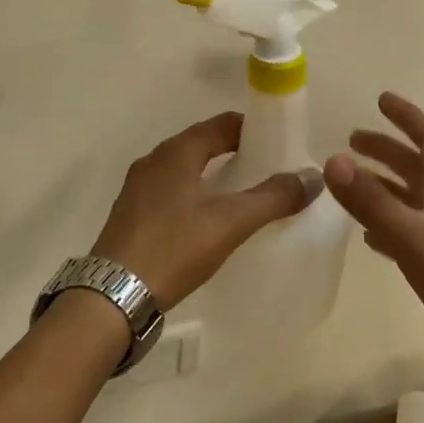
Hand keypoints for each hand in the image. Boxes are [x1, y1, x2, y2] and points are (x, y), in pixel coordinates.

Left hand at [91, 112, 320, 310]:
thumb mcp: (230, 223)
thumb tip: (312, 178)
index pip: (222, 124)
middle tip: (266, 169)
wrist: (112, 298)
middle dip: (234, 151)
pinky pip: (170, 189)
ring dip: (212, 172)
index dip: (252, 128)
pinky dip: (194, 192)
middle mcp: (154, 160)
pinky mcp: (130, 213)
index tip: (278, 143)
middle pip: (202, 143)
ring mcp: (138, 187)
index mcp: (177, 152)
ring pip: (184, 167)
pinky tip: (206, 218)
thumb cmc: (173, 248)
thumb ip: (272, 198)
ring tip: (241, 193)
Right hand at [324, 93, 423, 407]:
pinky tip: (366, 234)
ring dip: (382, 186)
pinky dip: (384, 226)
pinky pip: (406, 235)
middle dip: (386, 150)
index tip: (381, 100)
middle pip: (416, 167)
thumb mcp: (411, 236)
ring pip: (409, 201)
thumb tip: (333, 159)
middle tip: (352, 141)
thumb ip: (371, 200)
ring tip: (349, 183)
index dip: (407, 117)